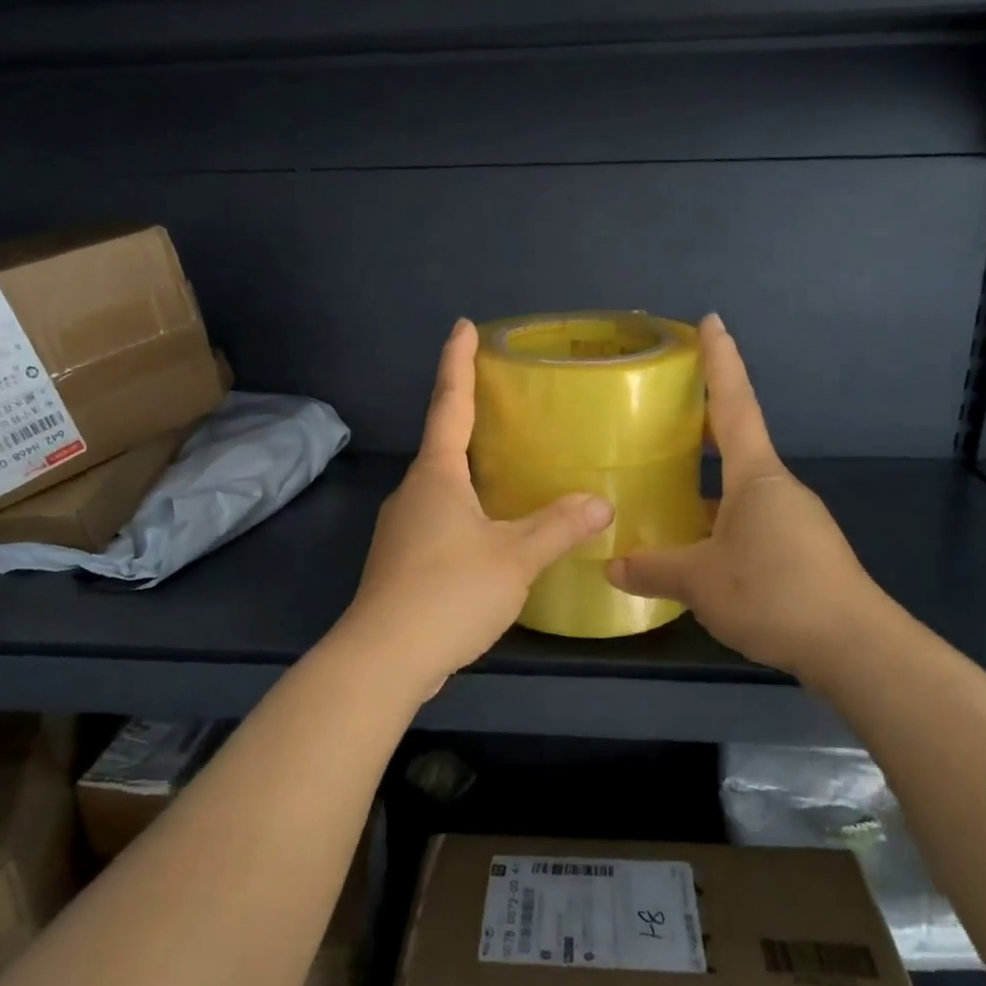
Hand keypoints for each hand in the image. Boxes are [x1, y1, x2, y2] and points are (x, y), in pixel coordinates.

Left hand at [336, 320, 614, 695]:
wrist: (382, 660)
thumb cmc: (448, 593)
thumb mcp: (514, 558)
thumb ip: (559, 527)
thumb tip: (602, 501)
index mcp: (436, 475)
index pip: (449, 403)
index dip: (458, 362)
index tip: (463, 325)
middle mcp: (413, 492)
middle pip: (444, 444)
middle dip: (470, 418)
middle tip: (507, 403)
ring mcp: (401, 528)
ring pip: (442, 487)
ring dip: (470, 472)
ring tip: (509, 469)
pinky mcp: (401, 562)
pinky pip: (439, 520)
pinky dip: (466, 511)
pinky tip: (490, 532)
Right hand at [606, 314, 886, 676]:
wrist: (855, 647)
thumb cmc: (774, 592)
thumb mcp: (700, 581)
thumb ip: (653, 568)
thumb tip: (610, 566)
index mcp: (756, 476)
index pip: (733, 404)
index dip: (721, 361)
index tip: (711, 321)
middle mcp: (777, 488)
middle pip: (736, 441)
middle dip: (704, 420)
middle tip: (667, 405)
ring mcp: (793, 520)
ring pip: (740, 489)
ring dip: (707, 482)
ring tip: (665, 486)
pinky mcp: (801, 552)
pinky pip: (749, 521)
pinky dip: (719, 520)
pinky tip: (695, 545)